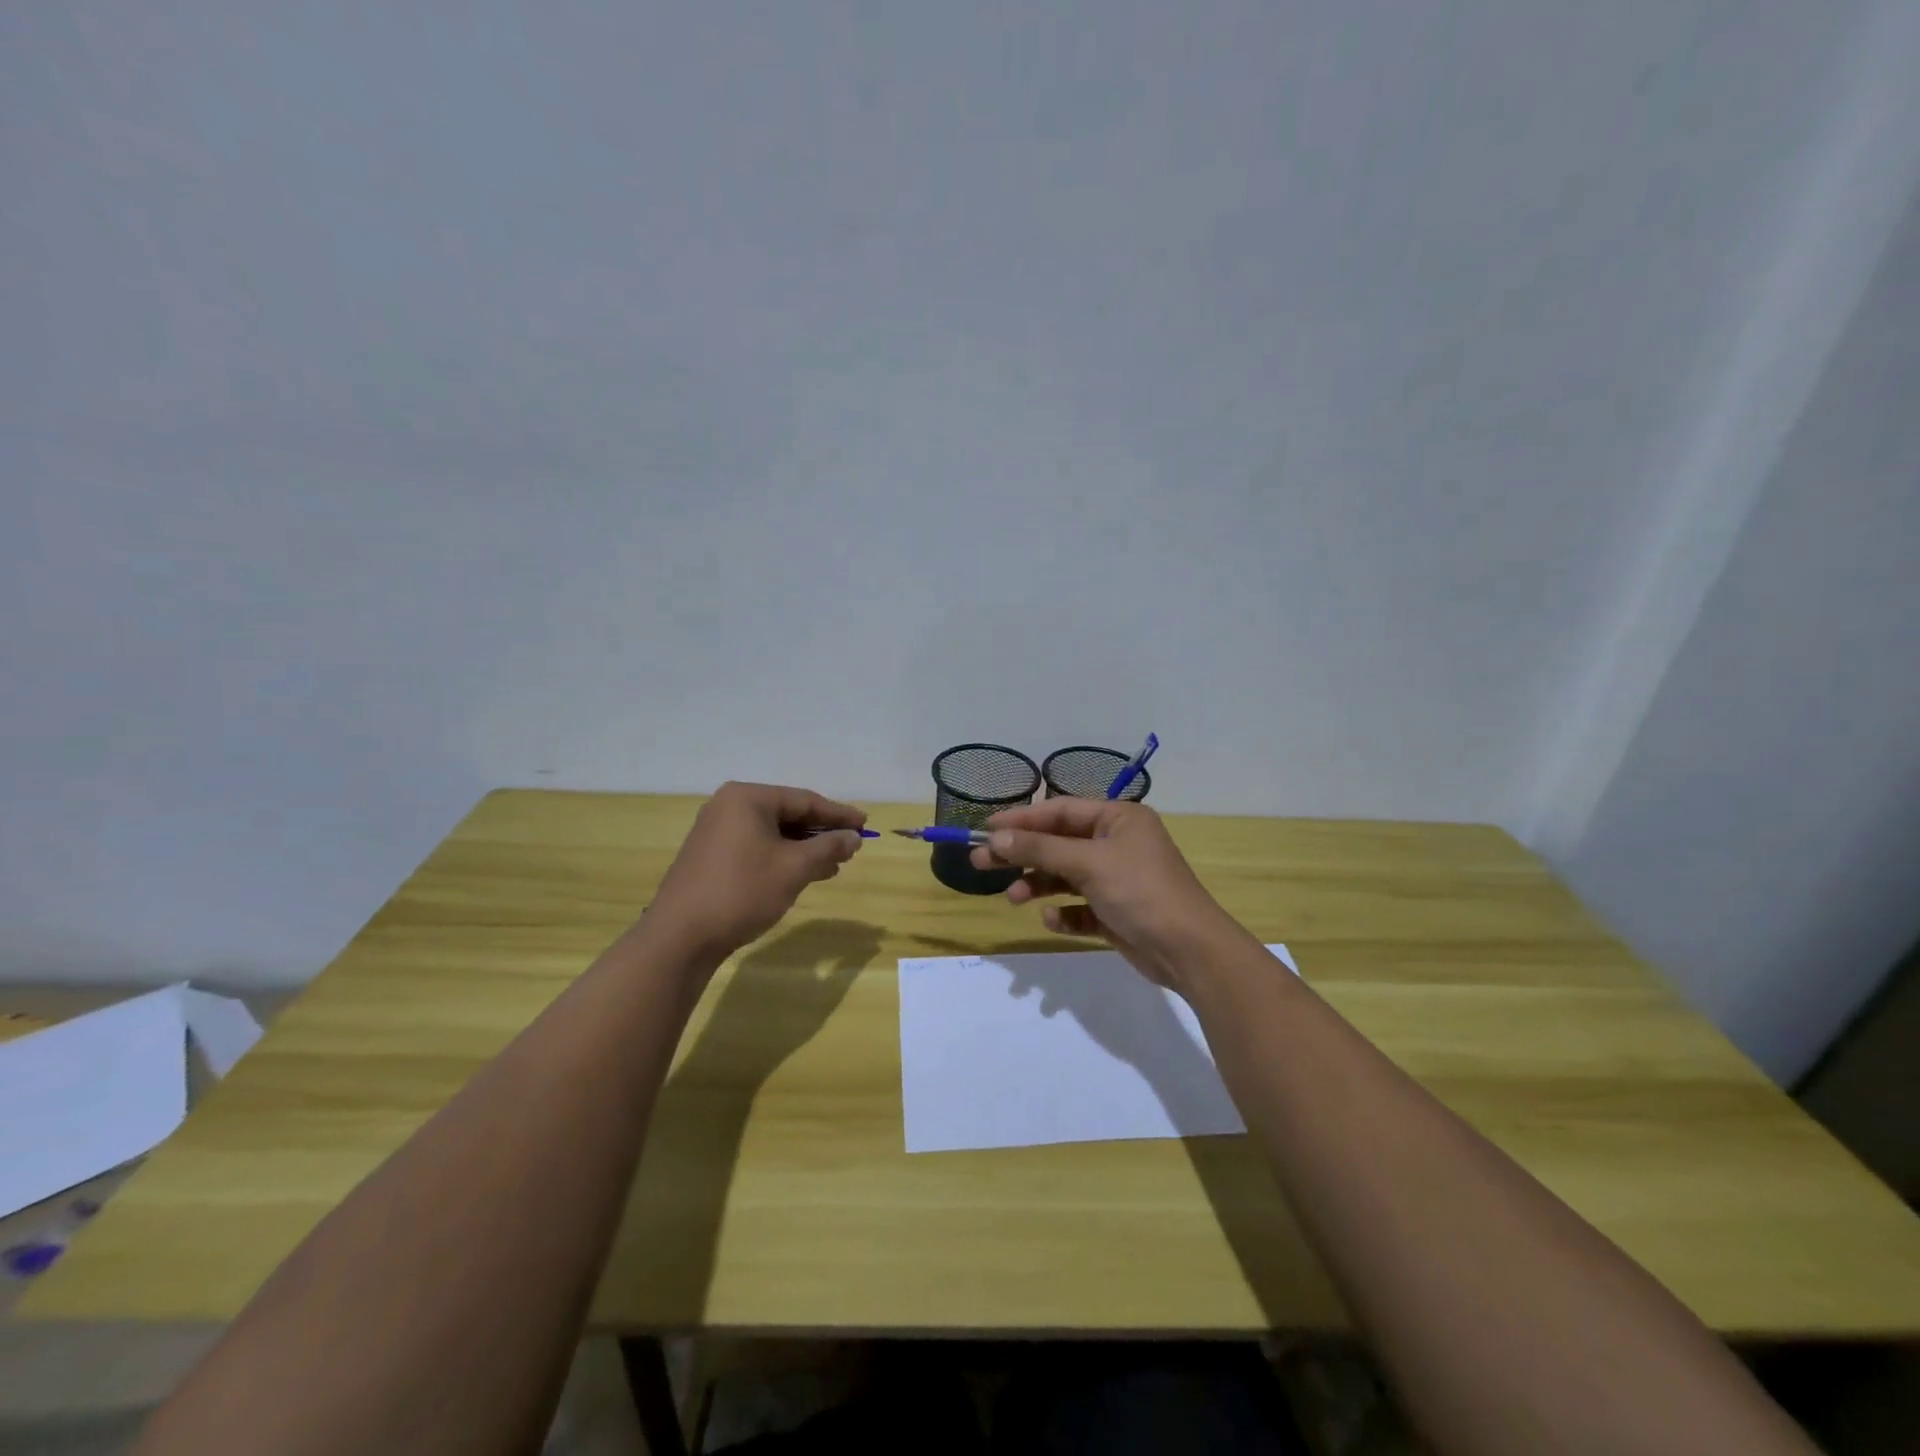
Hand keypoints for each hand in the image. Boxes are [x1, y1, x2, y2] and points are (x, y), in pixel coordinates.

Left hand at [646, 782, 866, 964]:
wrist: (680, 937)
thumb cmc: (742, 892)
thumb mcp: (794, 868)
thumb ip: (828, 848)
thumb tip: (854, 837)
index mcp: (748, 798)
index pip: (804, 800)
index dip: (838, 814)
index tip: (865, 824)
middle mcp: (729, 807)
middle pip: (788, 814)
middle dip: (821, 832)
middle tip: (852, 845)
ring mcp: (716, 832)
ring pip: (773, 833)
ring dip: (804, 848)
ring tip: (835, 864)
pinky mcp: (711, 856)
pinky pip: (757, 847)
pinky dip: (783, 857)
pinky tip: (804, 874)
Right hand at [970, 797, 1246, 990]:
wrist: (1190, 951)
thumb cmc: (1141, 891)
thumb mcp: (1088, 863)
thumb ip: (1040, 848)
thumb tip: (996, 836)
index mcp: (1118, 819)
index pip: (1060, 810)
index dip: (1022, 819)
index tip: (986, 829)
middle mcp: (1117, 843)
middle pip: (1058, 842)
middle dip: (1022, 853)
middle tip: (981, 862)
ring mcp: (1117, 878)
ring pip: (1065, 876)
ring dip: (1038, 884)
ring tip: (1013, 898)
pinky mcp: (1115, 912)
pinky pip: (1079, 906)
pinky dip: (1064, 912)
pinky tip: (1054, 920)